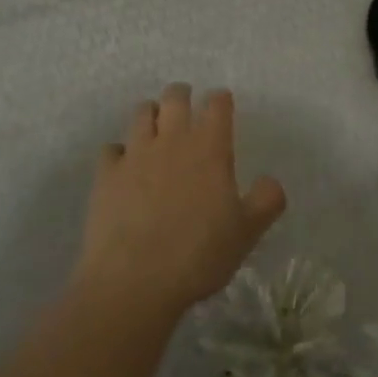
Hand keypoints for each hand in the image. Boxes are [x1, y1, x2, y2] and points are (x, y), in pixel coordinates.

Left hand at [73, 84, 286, 317]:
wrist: (133, 280)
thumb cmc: (198, 254)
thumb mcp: (247, 232)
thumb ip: (266, 200)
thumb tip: (271, 181)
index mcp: (210, 147)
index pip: (217, 104)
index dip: (221, 100)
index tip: (222, 106)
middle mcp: (172, 139)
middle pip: (175, 96)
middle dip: (182, 96)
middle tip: (187, 109)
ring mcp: (135, 154)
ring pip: (141, 113)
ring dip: (150, 115)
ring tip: (155, 130)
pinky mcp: (106, 174)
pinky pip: (111, 149)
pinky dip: (119, 153)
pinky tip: (124, 168)